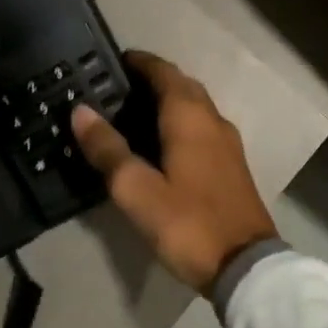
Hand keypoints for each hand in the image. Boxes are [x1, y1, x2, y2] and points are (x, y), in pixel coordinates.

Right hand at [70, 51, 276, 293]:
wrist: (245, 266)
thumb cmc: (188, 222)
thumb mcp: (137, 190)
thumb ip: (108, 149)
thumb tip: (81, 110)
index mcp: (190, 117)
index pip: (163, 72)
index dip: (139, 62)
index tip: (112, 61)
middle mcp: (212, 120)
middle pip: (182, 85)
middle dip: (153, 79)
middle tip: (117, 89)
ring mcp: (227, 143)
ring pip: (195, 106)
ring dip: (168, 100)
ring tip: (133, 114)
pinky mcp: (232, 165)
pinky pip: (202, 127)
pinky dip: (180, 122)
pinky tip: (162, 144)